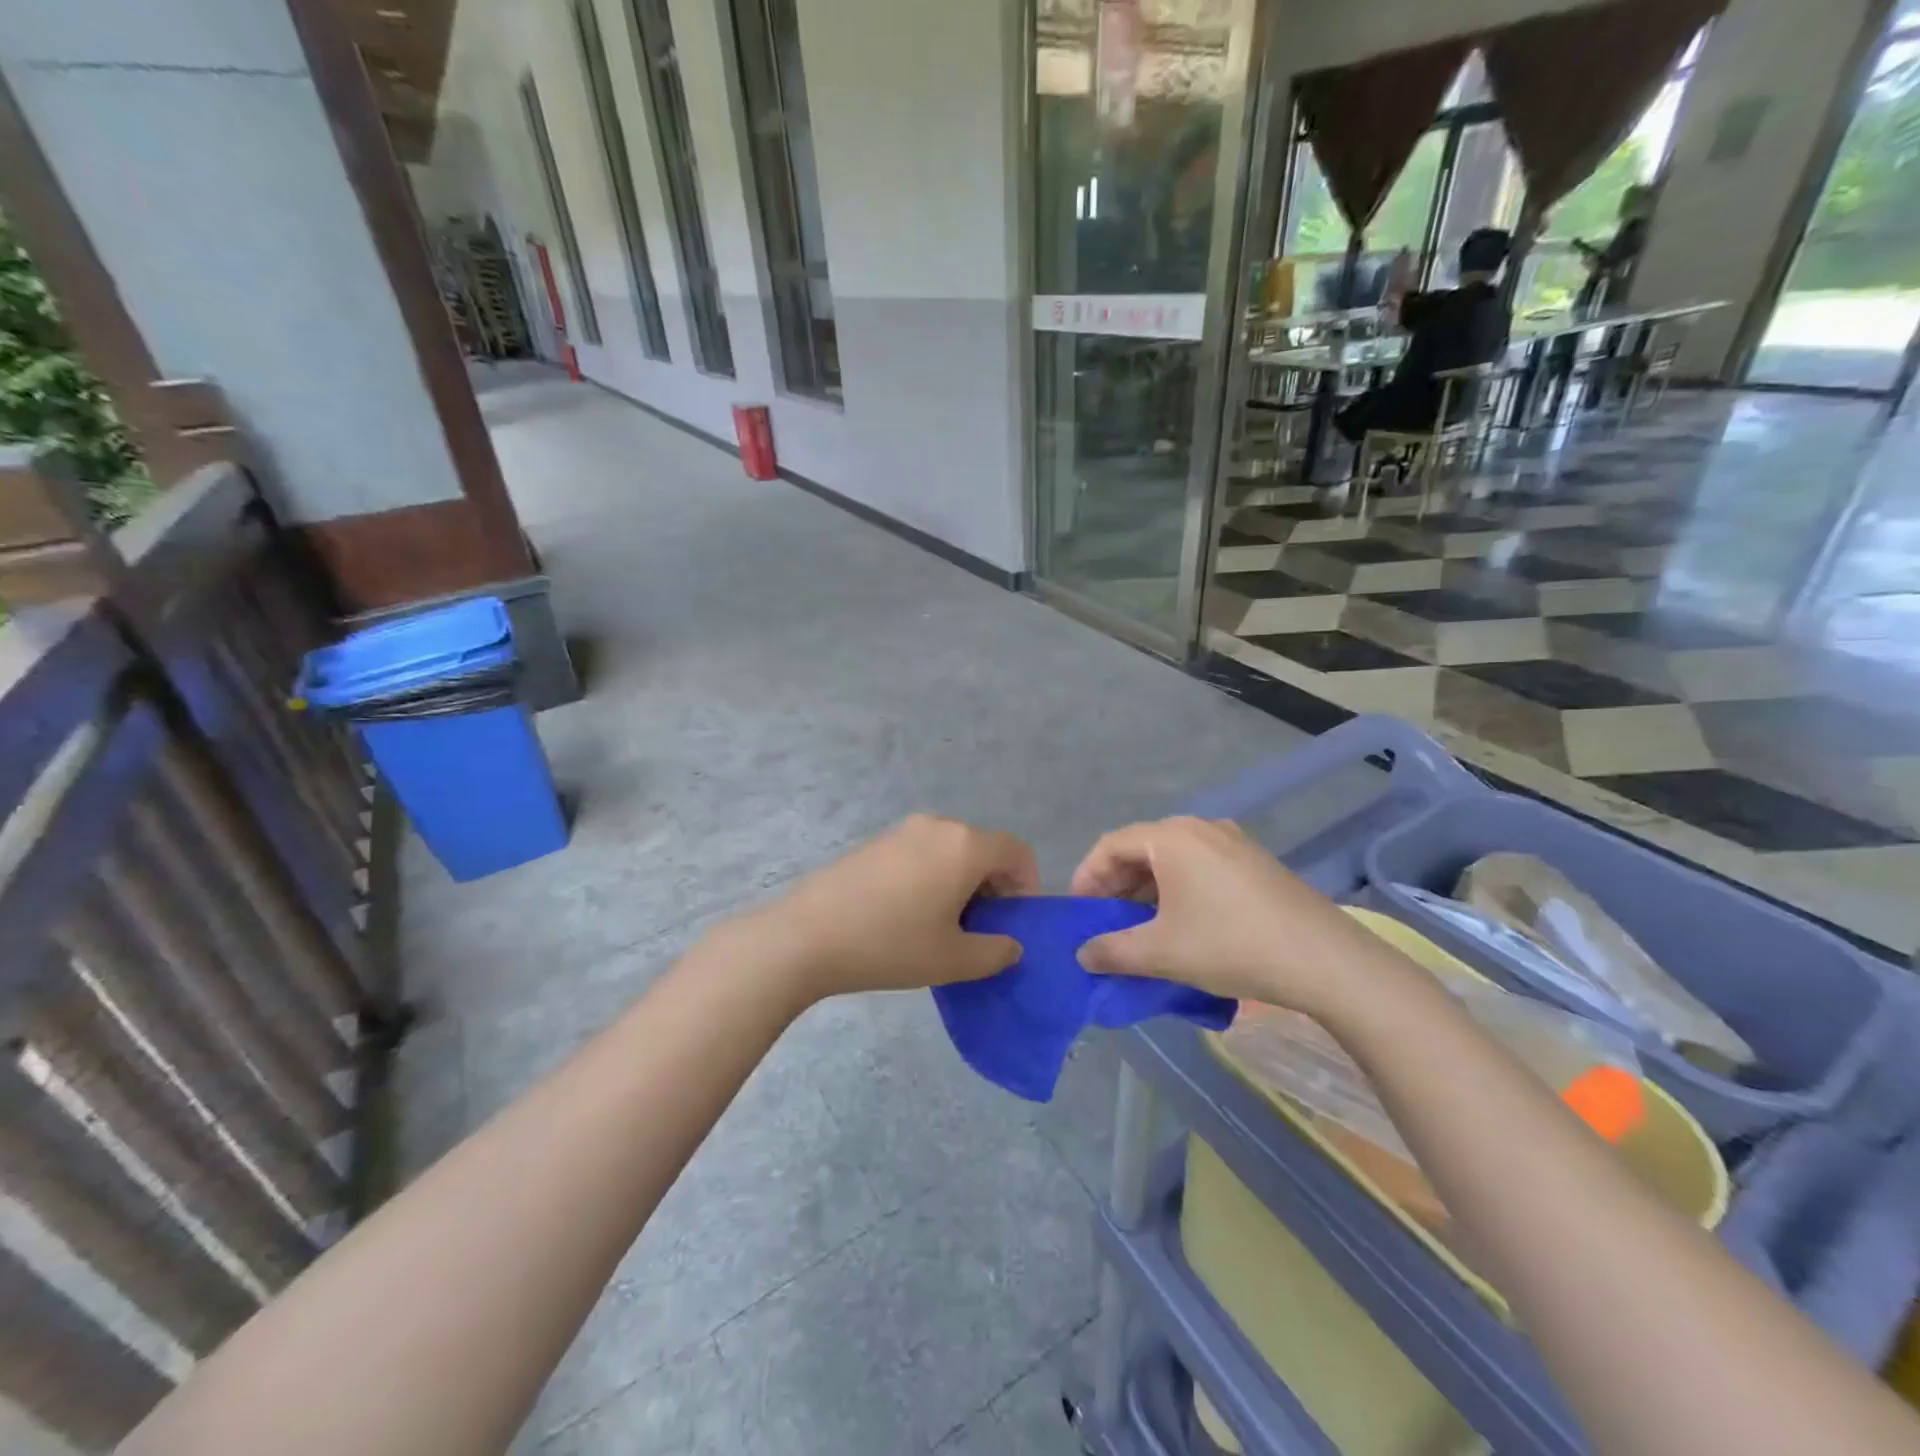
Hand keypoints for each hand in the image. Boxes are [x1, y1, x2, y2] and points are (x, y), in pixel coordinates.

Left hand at [723, 815, 1039, 1001]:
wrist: (806, 935)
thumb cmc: (891, 944)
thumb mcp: (952, 960)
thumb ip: (996, 952)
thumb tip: (1011, 945)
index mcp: (964, 845)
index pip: (1017, 852)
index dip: (1026, 886)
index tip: (1013, 923)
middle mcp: (937, 826)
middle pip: (984, 848)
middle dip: (994, 886)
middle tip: (981, 930)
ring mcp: (902, 830)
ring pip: (952, 851)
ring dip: (962, 882)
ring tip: (944, 926)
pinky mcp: (876, 842)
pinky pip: (922, 853)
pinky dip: (933, 876)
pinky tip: (909, 915)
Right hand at [1069, 817, 1368, 1013]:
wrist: (1325, 960)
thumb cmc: (1231, 946)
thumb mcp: (1161, 953)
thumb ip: (1112, 951)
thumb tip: (1083, 954)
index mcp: (1172, 837)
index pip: (1110, 845)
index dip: (1086, 877)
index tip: (1077, 913)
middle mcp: (1200, 828)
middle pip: (1140, 848)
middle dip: (1115, 885)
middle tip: (1103, 922)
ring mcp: (1232, 842)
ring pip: (1171, 859)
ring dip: (1146, 889)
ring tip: (1138, 927)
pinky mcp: (1254, 863)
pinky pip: (1199, 866)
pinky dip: (1176, 889)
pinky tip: (1180, 923)